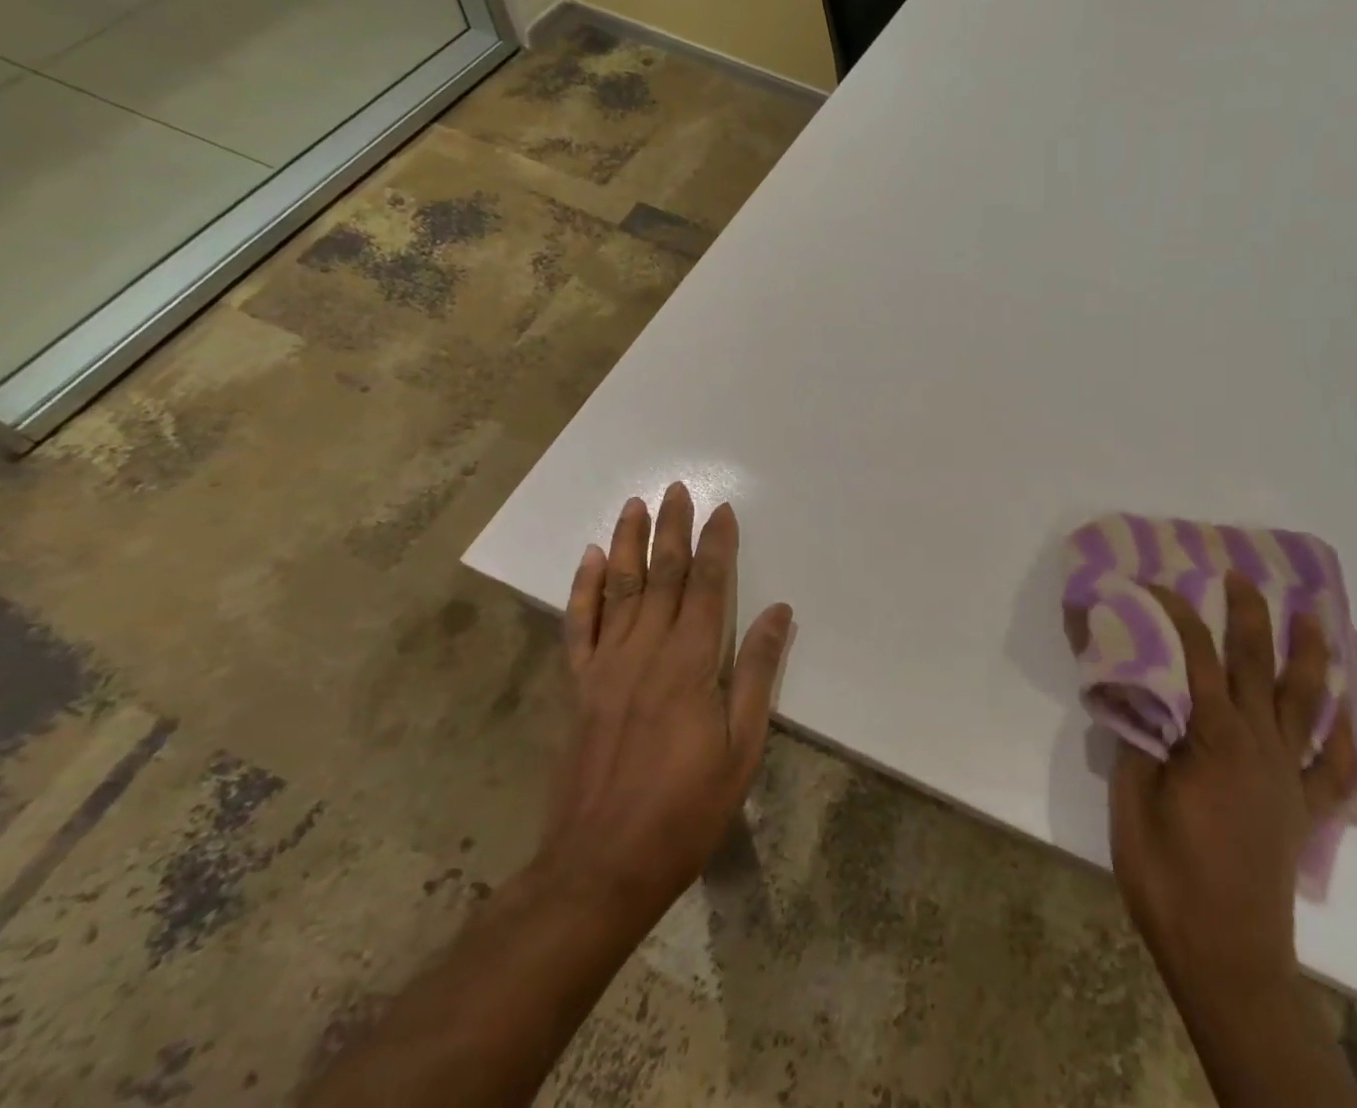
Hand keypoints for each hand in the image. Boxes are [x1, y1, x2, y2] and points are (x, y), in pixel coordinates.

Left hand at [534, 483, 794, 945]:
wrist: (601, 867)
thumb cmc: (686, 810)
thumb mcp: (742, 747)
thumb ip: (758, 672)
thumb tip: (778, 610)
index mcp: (690, 664)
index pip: (706, 587)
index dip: (715, 545)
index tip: (722, 510)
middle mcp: (646, 652)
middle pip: (661, 576)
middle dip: (671, 529)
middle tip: (676, 489)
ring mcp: (606, 668)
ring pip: (619, 589)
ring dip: (629, 543)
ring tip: (635, 505)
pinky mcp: (579, 688)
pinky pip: (579, 627)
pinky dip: (584, 589)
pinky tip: (591, 559)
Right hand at [1109, 573, 1356, 1012]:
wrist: (1226, 956)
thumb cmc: (1169, 876)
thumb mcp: (1131, 800)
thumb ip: (1136, 736)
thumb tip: (1132, 686)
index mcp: (1215, 737)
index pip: (1196, 655)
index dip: (1175, 613)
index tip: (1153, 584)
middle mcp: (1260, 745)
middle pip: (1258, 664)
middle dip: (1249, 615)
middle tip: (1241, 576)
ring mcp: (1289, 776)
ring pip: (1307, 703)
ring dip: (1311, 656)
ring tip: (1315, 618)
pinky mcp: (1305, 810)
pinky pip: (1335, 767)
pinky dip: (1346, 736)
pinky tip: (1350, 716)